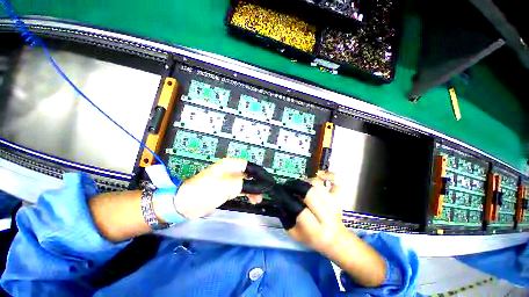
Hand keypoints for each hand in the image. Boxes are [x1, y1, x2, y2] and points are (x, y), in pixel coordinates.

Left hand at [173, 158, 261, 218]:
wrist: (187, 203)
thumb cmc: (206, 190)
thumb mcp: (227, 185)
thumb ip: (243, 184)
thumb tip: (257, 185)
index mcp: (230, 165)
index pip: (249, 165)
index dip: (258, 172)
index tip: (266, 181)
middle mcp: (230, 170)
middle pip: (248, 174)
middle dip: (256, 183)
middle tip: (262, 193)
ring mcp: (228, 180)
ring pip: (245, 183)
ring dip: (252, 190)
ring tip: (257, 200)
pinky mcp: (226, 189)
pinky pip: (240, 189)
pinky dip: (246, 194)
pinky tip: (250, 200)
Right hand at [288, 171, 386, 286]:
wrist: (337, 240)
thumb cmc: (314, 239)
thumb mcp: (295, 234)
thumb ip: (285, 219)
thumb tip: (279, 202)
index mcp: (315, 229)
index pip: (300, 209)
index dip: (288, 198)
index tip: (280, 192)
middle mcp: (327, 215)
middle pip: (310, 192)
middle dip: (296, 186)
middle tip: (289, 186)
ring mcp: (334, 204)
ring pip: (318, 184)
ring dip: (306, 182)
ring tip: (300, 185)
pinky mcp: (339, 198)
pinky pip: (335, 182)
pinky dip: (328, 176)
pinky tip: (320, 176)